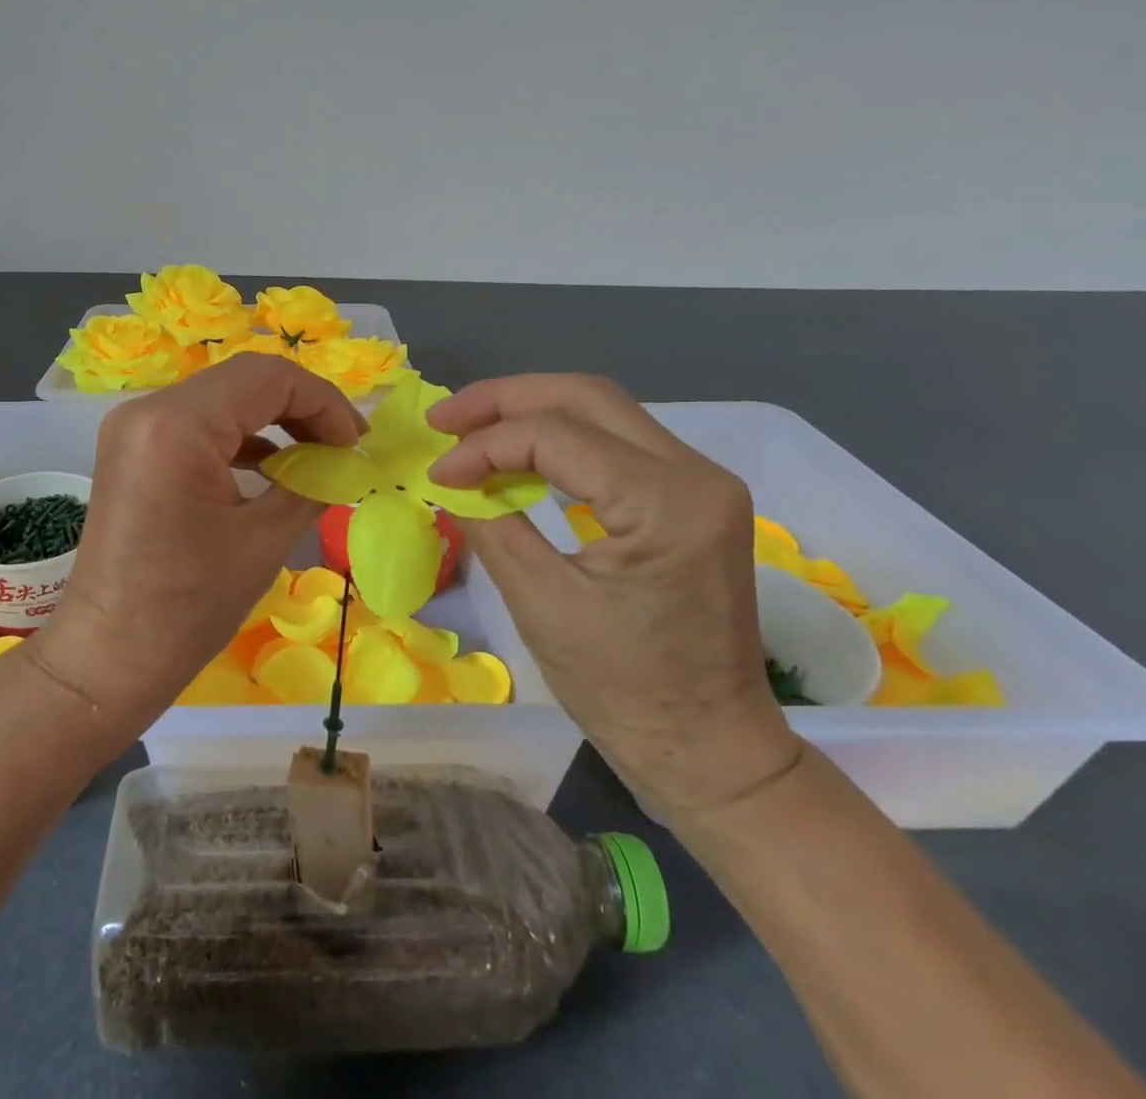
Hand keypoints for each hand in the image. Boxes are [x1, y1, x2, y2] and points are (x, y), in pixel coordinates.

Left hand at [35, 355, 362, 727]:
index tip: (356, 445)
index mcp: (177, 424)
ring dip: (274, 418)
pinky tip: (273, 466)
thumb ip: (313, 483)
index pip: (269, 377)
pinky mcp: (134, 447)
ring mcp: (135, 425)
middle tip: (343, 448)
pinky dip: (241, 436)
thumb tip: (345, 461)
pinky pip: (198, 422)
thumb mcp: (265, 540)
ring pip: (223, 397)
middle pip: (244, 379)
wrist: (108, 655)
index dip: (324, 402)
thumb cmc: (188, 607)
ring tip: (317, 456)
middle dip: (303, 407)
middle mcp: (148, 408)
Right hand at [427, 374, 800, 821]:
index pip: (556, 434)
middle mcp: (697, 474)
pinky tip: (518, 455)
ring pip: (603, 409)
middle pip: (586, 396)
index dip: (484, 445)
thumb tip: (448, 479)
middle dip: (505, 399)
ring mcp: (702, 482)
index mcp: (667, 503)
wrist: (708, 750)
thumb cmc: (624, 692)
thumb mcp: (541, 604)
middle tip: (445, 420)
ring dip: (530, 411)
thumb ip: (491, 523)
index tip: (436, 473)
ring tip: (470, 430)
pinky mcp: (692, 497)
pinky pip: (616, 441)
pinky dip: (559, 437)